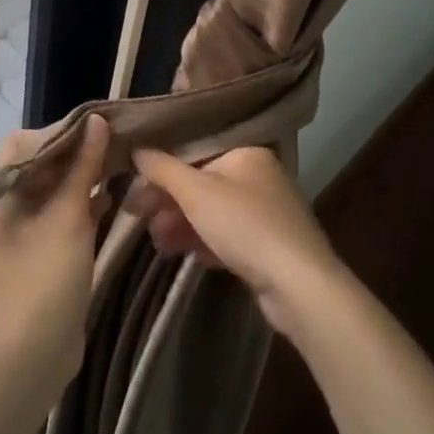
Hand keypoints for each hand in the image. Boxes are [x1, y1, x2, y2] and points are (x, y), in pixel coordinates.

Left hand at [0, 114, 109, 392]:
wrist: (35, 348)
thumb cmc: (46, 273)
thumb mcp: (68, 214)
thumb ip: (83, 165)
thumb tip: (97, 121)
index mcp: (4, 193)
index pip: (24, 143)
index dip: (57, 132)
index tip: (94, 129)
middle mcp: (12, 206)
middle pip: (43, 164)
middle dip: (77, 151)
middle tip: (115, 142)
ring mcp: (30, 230)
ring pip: (58, 189)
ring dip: (85, 177)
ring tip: (120, 164)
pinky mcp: (48, 251)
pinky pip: (67, 215)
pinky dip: (87, 203)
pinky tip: (113, 198)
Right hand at [128, 145, 343, 337]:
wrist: (298, 285)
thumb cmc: (245, 226)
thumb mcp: (196, 192)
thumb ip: (162, 168)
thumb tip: (137, 148)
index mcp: (247, 152)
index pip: (195, 151)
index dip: (162, 168)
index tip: (134, 187)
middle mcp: (259, 176)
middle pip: (202, 182)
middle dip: (169, 202)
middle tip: (138, 217)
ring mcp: (266, 212)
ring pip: (213, 212)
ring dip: (182, 224)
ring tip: (158, 242)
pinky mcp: (268, 245)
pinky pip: (227, 236)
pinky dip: (205, 241)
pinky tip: (187, 254)